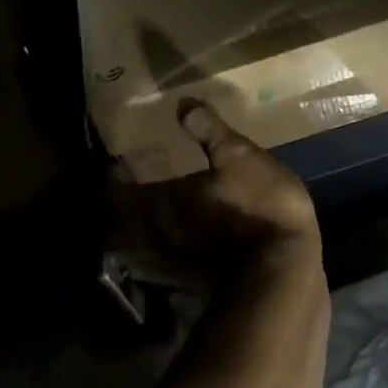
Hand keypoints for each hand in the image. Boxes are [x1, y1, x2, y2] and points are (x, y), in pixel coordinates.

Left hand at [105, 98, 321, 287]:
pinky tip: (175, 242)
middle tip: (126, 188)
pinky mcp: (187, 284)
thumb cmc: (257, 207)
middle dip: (113, 208)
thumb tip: (182, 103)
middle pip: (113, 225)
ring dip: (132, 233)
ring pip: (133, 249)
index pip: (108, 193)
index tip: (112, 165)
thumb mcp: (240, 158)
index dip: (105, 179)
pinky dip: (157, 253)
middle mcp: (151, 236)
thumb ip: (209, 131)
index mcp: (156, 202)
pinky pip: (157, 266)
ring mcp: (167, 266)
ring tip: (146, 214)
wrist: (282, 271)